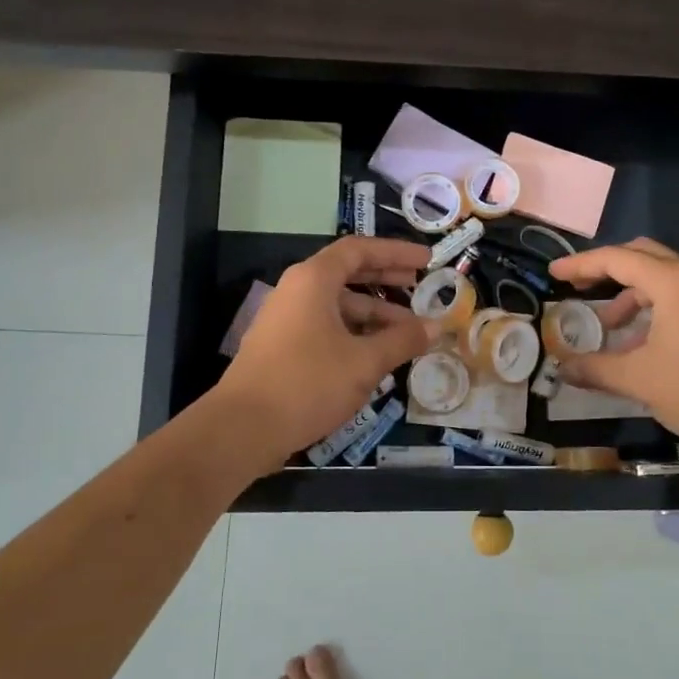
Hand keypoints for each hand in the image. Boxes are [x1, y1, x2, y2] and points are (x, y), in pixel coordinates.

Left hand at [213, 237, 439, 467]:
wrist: (242, 429)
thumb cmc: (308, 383)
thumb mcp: (364, 362)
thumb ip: (402, 340)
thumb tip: (436, 327)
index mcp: (314, 280)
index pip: (360, 250)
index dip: (396, 252)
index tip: (426, 261)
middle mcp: (296, 290)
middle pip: (347, 273)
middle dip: (386, 279)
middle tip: (420, 285)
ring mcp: (285, 319)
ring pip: (337, 305)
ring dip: (373, 313)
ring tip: (407, 332)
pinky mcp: (281, 346)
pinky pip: (325, 326)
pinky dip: (353, 332)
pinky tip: (376, 355)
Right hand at [549, 237, 678, 459]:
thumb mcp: (638, 379)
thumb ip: (595, 369)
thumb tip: (561, 369)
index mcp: (673, 282)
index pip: (617, 259)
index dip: (581, 264)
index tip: (554, 272)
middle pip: (642, 255)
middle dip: (607, 269)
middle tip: (579, 287)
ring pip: (663, 278)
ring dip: (631, 294)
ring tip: (610, 329)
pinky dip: (654, 309)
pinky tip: (642, 344)